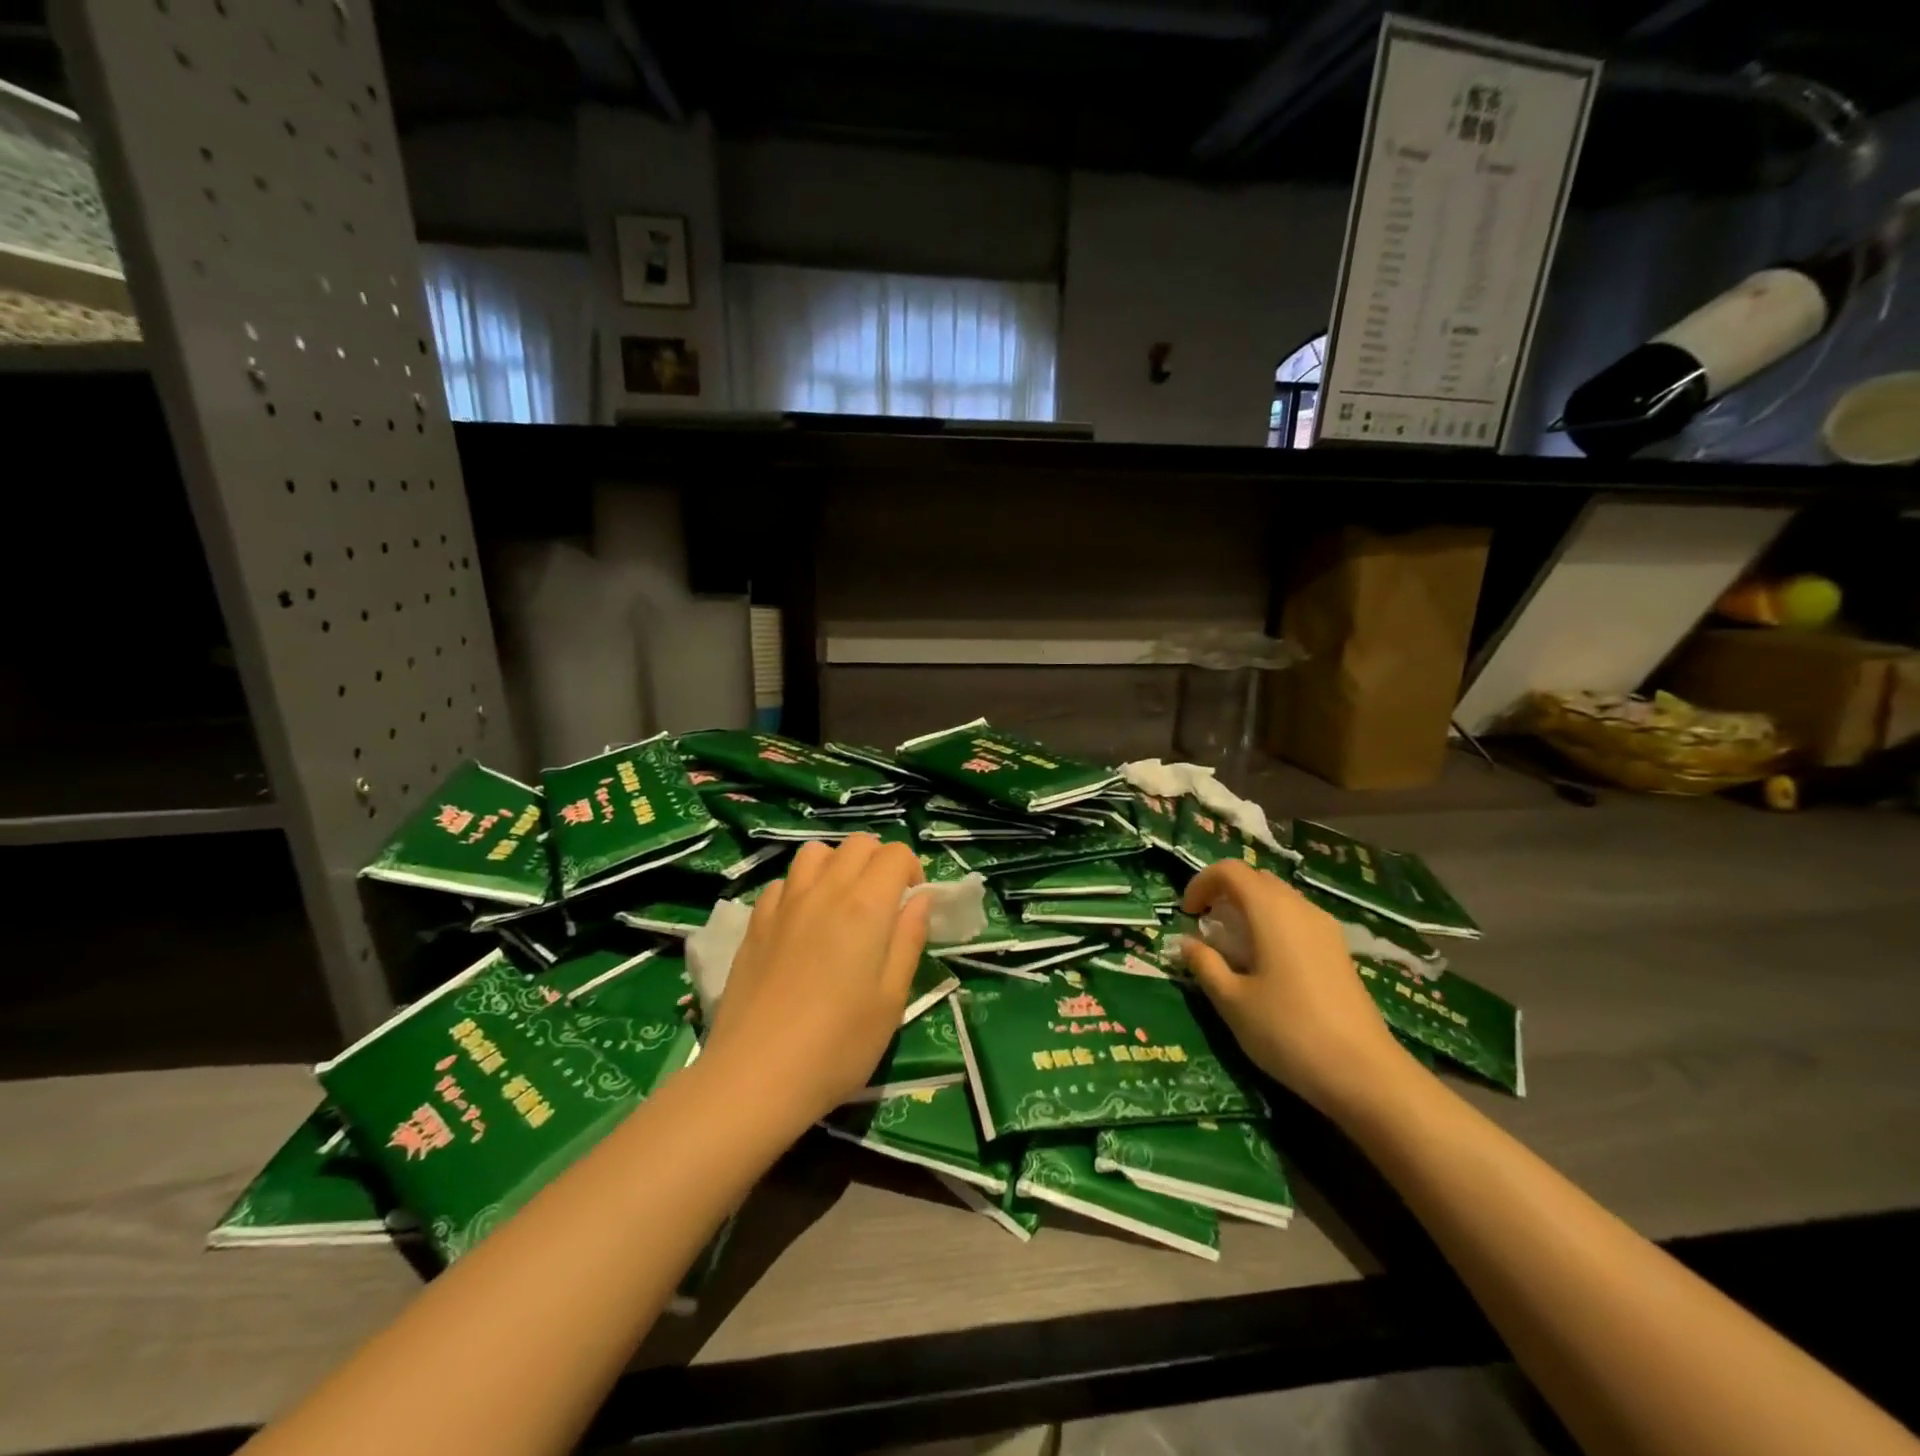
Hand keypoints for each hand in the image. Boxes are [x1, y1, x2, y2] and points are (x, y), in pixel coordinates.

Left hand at [700, 834, 930, 1124]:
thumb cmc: (838, 1045)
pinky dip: (801, 888)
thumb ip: (908, 940)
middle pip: (857, 844)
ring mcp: (784, 904)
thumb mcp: (891, 999)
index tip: (912, 903)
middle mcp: (824, 891)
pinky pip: (783, 883)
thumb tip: (920, 899)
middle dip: (879, 861)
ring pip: (815, 853)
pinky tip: (803, 924)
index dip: (911, 870)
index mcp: (865, 906)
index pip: (894, 854)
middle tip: (884, 903)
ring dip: (837, 865)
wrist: (755, 1075)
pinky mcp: (755, 923)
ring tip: (843, 904)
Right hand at [1179, 860, 1415, 1117]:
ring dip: (1249, 909)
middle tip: (1207, 927)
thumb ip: (1205, 964)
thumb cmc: (1288, 1031)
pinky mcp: (1339, 951)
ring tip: (1234, 948)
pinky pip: (1297, 919)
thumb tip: (1186, 942)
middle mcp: (1300, 907)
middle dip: (1225, 894)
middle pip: (1256, 879)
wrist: (1365, 1074)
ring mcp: (1325, 928)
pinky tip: (1267, 964)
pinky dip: (1273, 925)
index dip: (1201, 883)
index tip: (1187, 914)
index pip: (1230, 870)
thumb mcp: (1232, 1001)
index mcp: (1271, 910)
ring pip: (1279, 898)